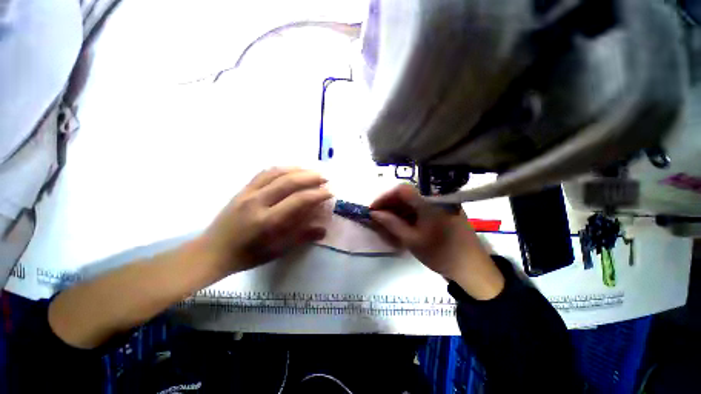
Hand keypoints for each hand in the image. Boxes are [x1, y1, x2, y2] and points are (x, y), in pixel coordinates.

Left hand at [201, 168, 331, 272]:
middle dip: (310, 177)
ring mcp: (248, 193)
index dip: (317, 194)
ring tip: (311, 171)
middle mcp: (258, 202)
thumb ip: (301, 237)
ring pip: (276, 173)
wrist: (212, 251)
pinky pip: (264, 173)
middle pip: (288, 181)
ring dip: (297, 169)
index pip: (298, 200)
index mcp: (268, 221)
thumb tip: (323, 230)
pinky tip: (290, 170)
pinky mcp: (242, 189)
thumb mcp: (277, 250)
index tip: (330, 192)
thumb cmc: (248, 255)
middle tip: (324, 178)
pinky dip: (281, 168)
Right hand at [370, 184, 503, 299]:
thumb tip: (374, 213)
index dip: (384, 197)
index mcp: (430, 201)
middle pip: (407, 194)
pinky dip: (409, 213)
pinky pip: (421, 206)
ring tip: (387, 221)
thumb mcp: (412, 240)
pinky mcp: (443, 209)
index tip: (373, 209)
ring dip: (398, 209)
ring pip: (413, 200)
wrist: (472, 268)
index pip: (402, 190)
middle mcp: (436, 197)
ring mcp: (441, 203)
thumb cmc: (441, 254)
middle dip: (390, 204)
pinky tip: (401, 222)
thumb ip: (391, 223)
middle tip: (378, 217)